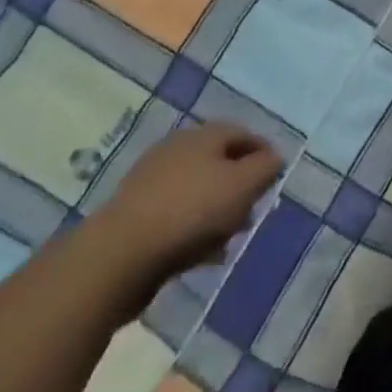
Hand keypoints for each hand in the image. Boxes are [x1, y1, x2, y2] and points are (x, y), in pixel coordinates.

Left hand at [93, 123, 282, 289]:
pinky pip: (175, 216)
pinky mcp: (133, 216)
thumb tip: (272, 159)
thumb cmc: (191, 211)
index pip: (243, 133)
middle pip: (219, 162)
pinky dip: (193, 229)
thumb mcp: (243, 185)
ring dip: (217, 210)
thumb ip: (266, 168)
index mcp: (203, 135)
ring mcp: (150, 182)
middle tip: (253, 209)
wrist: (117, 257)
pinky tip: (201, 254)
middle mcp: (176, 150)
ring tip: (229, 238)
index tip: (275, 178)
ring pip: (197, 191)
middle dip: (240, 185)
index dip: (263, 153)